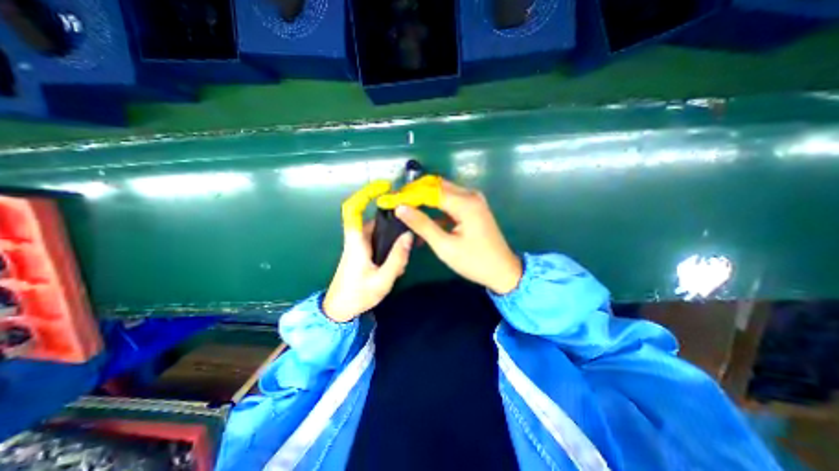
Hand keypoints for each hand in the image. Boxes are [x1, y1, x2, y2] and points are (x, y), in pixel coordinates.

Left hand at [321, 180, 411, 323]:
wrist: (339, 310)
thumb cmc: (358, 295)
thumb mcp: (382, 280)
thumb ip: (397, 258)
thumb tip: (409, 236)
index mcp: (356, 242)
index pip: (352, 210)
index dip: (365, 194)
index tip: (383, 187)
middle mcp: (356, 239)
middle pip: (374, 220)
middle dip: (392, 224)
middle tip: (409, 234)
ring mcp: (359, 246)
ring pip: (379, 232)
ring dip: (392, 239)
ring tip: (404, 255)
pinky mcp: (362, 253)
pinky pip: (378, 242)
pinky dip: (389, 246)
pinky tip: (398, 260)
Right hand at [379, 176, 521, 294]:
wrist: (503, 271)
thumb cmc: (474, 261)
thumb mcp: (445, 246)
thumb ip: (422, 225)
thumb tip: (401, 208)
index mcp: (465, 203)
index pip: (430, 190)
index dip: (409, 194)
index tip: (391, 200)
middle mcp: (470, 195)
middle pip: (437, 186)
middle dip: (416, 193)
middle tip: (398, 204)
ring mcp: (473, 200)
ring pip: (443, 192)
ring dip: (425, 200)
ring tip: (407, 211)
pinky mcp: (473, 208)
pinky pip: (450, 201)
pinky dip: (436, 208)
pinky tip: (424, 220)